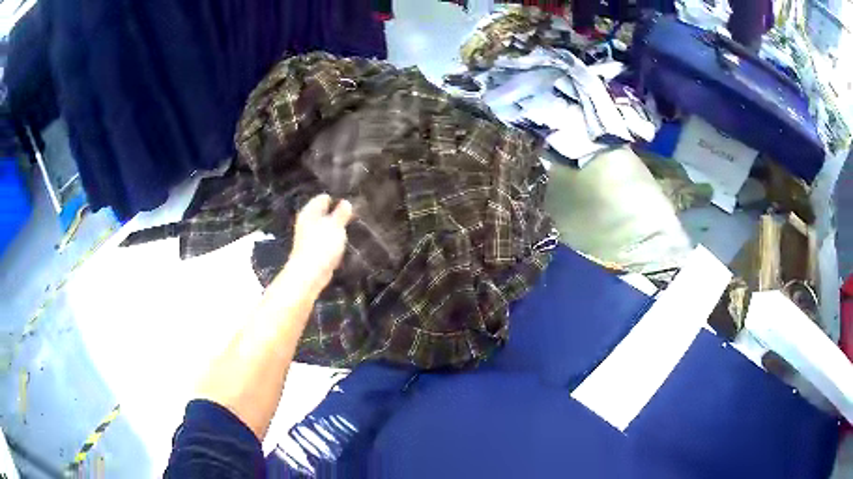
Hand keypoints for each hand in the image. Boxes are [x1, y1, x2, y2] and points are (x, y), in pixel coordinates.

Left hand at [283, 194, 352, 293]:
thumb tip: (346, 202)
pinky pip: (326, 243)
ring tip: (353, 229)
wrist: (309, 274)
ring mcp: (309, 238)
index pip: (323, 198)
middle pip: (324, 214)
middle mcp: (307, 222)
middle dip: (338, 215)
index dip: (337, 199)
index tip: (352, 203)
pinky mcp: (314, 252)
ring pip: (326, 229)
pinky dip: (334, 243)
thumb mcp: (335, 226)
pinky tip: (344, 246)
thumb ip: (341, 213)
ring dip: (337, 230)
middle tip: (356, 216)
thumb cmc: (321, 246)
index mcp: (310, 212)